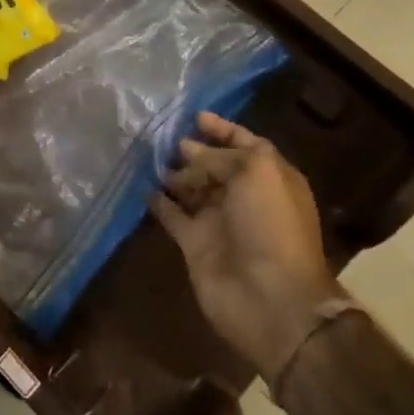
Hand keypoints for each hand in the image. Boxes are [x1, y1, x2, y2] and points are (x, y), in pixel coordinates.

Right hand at [153, 112, 340, 383]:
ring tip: (147, 155)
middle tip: (161, 136)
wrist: (271, 298)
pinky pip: (172, 215)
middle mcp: (244, 196)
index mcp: (269, 177)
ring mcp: (218, 221)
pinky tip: (142, 186)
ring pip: (191, 187)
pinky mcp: (195, 244)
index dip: (222, 129)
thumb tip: (188, 149)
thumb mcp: (256, 172)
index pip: (244, 143)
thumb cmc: (271, 225)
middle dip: (191, 149)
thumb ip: (221, 155)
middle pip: (214, 164)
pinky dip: (159, 201)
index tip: (194, 116)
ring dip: (173, 172)